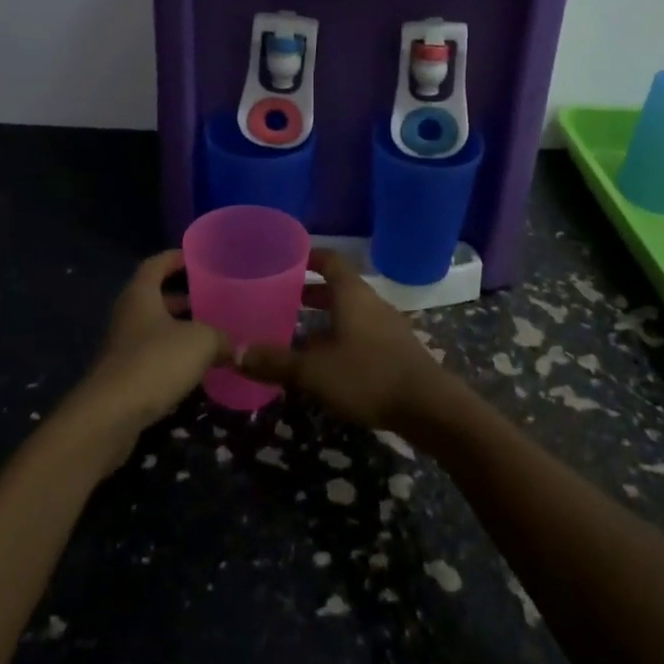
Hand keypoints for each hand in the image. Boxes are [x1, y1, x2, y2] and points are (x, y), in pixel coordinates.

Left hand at [64, 251, 231, 470]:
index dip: (176, 258)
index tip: (197, 257)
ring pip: (154, 329)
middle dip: (182, 297)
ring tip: (211, 333)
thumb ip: (222, 338)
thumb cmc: (155, 362)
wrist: (110, 416)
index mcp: (140, 294)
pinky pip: (152, 357)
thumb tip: (239, 347)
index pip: (156, 264)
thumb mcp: (200, 342)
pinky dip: (172, 358)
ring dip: (179, 330)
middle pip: (155, 297)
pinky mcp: (123, 377)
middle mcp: (127, 315)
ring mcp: (122, 347)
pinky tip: (196, 369)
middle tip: (212, 298)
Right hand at [237, 249, 461, 432]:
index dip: (308, 257)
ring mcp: (386, 325)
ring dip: (324, 317)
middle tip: (280, 299)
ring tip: (296, 333)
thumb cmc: (368, 376)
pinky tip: (326, 362)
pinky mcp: (395, 349)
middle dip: (309, 292)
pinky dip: (340, 336)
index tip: (284, 260)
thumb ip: (275, 362)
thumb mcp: (314, 372)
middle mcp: (370, 302)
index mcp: (351, 294)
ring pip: (349, 311)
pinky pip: (361, 331)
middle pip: (338, 286)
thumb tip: (234, 353)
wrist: (428, 407)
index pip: (329, 260)